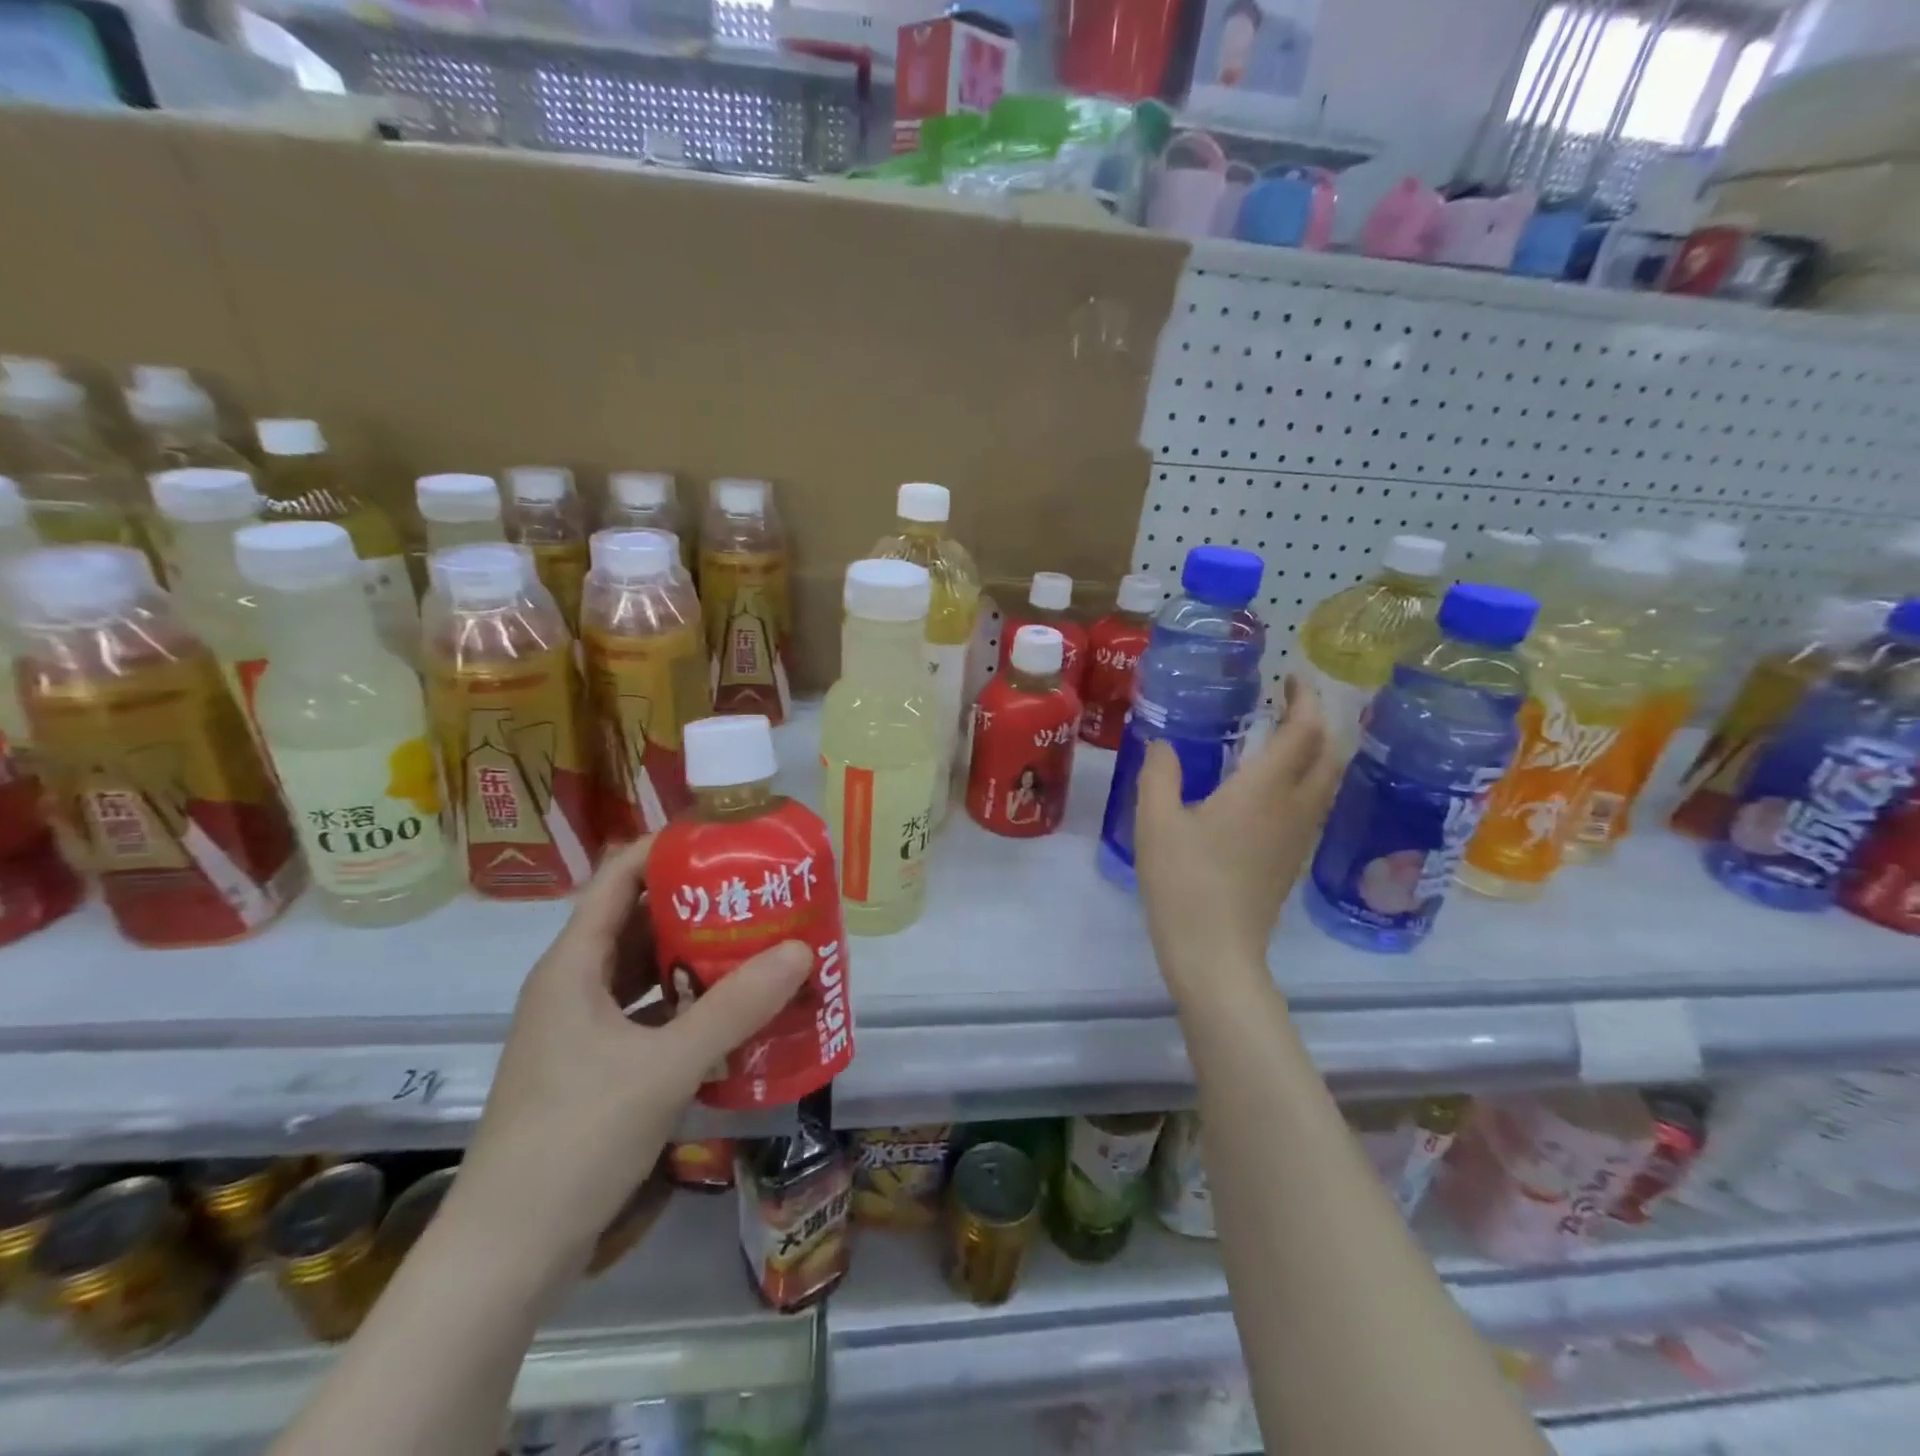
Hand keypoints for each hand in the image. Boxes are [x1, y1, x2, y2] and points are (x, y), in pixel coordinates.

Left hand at [445, 837, 812, 1291]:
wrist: (506, 1256)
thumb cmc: (574, 1141)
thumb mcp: (663, 1067)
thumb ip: (734, 1008)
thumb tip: (800, 949)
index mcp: (573, 965)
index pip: (618, 876)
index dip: (667, 848)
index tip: (726, 839)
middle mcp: (574, 986)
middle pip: (638, 920)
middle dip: (697, 903)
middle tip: (759, 892)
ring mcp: (583, 1030)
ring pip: (646, 970)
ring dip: (696, 956)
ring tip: (759, 943)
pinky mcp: (596, 1068)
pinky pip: (650, 1014)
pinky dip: (689, 1004)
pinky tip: (735, 1012)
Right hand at [1134, 676, 1339, 1006]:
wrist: (1215, 952)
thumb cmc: (1183, 880)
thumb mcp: (1156, 820)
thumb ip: (1160, 773)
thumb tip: (1164, 743)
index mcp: (1264, 789)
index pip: (1304, 730)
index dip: (1305, 698)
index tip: (1290, 677)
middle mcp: (1294, 807)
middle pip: (1329, 753)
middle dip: (1317, 721)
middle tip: (1288, 704)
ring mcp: (1299, 837)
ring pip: (1326, 781)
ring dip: (1315, 750)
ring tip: (1282, 737)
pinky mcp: (1292, 860)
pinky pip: (1313, 804)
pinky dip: (1305, 779)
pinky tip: (1271, 787)